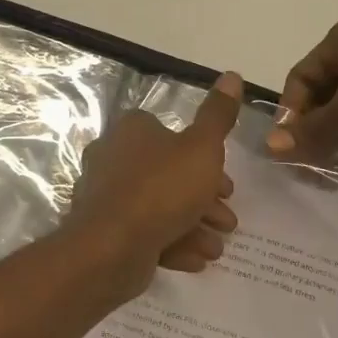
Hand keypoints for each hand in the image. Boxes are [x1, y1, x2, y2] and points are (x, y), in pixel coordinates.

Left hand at [66, 71, 242, 294]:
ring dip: (193, 226)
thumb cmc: (162, 188)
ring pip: (159, 207)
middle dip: (204, 200)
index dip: (205, 159)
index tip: (227, 185)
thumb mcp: (202, 147)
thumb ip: (218, 115)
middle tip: (227, 220)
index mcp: (132, 131)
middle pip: (169, 175)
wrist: (112, 247)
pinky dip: (172, 244)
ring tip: (216, 248)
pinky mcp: (104, 232)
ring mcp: (106, 197)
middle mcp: (113, 158)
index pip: (172, 135)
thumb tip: (232, 76)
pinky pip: (144, 233)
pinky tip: (196, 260)